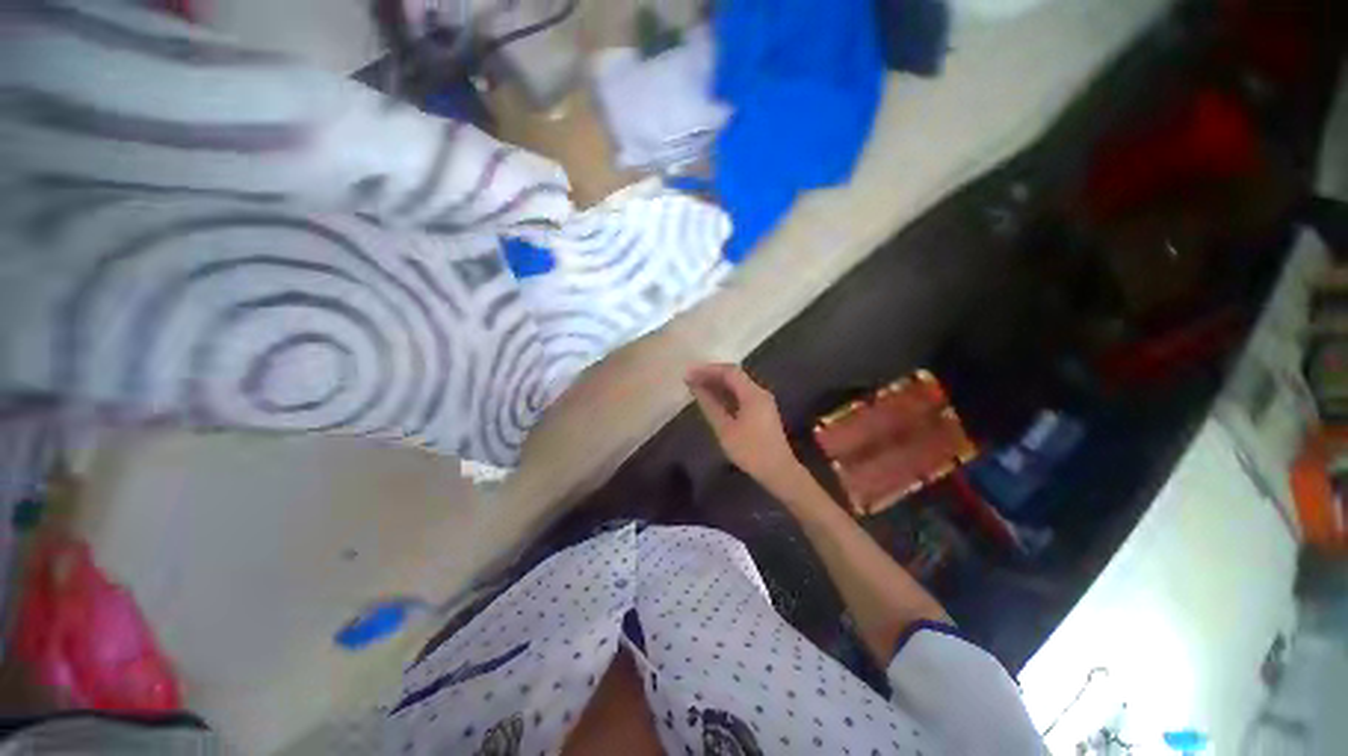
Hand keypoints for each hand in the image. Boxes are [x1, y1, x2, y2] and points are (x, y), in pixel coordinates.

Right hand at [686, 363, 802, 490]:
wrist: (778, 471)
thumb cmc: (750, 450)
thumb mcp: (725, 429)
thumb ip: (710, 405)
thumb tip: (696, 388)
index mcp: (753, 394)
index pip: (729, 371)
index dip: (707, 370)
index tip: (689, 374)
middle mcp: (759, 392)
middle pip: (734, 376)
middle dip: (711, 375)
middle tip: (690, 380)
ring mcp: (762, 401)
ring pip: (737, 385)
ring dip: (717, 384)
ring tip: (697, 387)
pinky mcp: (762, 411)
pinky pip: (741, 395)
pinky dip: (725, 394)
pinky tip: (712, 400)